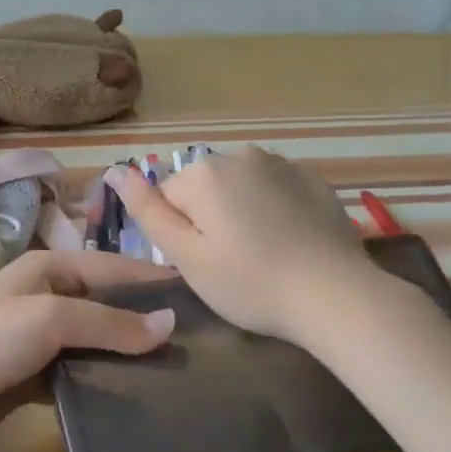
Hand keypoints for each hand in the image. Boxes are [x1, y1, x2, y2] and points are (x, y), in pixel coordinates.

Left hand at [0, 248, 176, 443]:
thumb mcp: (51, 319)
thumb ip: (110, 321)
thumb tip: (171, 324)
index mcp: (50, 268)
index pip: (114, 267)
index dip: (153, 279)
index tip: (198, 295)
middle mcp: (47, 295)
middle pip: (107, 304)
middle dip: (145, 321)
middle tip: (192, 342)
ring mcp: (39, 336)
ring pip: (96, 340)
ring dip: (126, 354)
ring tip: (172, 371)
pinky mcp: (35, 372)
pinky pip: (79, 370)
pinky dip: (101, 379)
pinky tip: (131, 395)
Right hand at [109, 147, 377, 343]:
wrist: (335, 296)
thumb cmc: (250, 283)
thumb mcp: (186, 256)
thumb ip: (147, 210)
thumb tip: (115, 170)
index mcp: (204, 173)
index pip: (167, 199)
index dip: (180, 235)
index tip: (204, 264)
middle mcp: (241, 155)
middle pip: (204, 189)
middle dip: (209, 219)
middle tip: (232, 264)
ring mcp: (282, 164)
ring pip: (239, 187)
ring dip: (241, 212)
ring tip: (263, 254)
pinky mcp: (313, 179)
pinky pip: (275, 189)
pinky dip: (274, 210)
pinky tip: (290, 242)